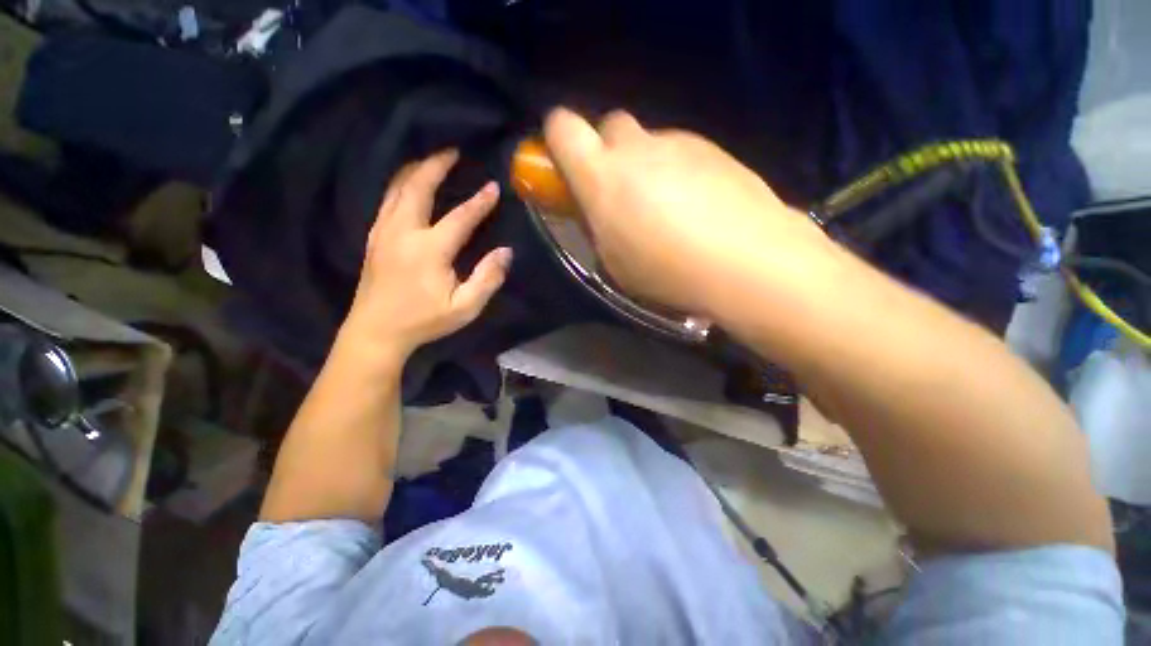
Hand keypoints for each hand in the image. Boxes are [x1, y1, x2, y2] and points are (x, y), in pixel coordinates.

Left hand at [341, 149, 511, 360]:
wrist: (376, 332)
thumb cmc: (424, 321)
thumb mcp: (465, 308)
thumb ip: (487, 278)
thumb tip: (505, 252)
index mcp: (429, 250)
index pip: (460, 217)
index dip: (479, 202)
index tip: (493, 186)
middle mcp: (403, 232)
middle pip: (417, 187)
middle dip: (435, 165)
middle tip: (452, 151)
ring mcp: (384, 232)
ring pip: (397, 188)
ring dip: (415, 170)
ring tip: (431, 160)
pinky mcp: (374, 238)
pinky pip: (386, 200)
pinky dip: (399, 184)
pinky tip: (407, 184)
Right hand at [543, 108, 835, 318]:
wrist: (747, 261)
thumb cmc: (667, 271)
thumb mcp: (614, 261)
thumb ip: (599, 226)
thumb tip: (600, 209)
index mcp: (602, 176)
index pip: (563, 127)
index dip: (558, 138)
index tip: (565, 162)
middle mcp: (638, 147)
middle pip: (610, 124)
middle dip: (607, 150)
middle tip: (621, 189)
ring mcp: (680, 143)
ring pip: (649, 140)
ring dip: (646, 164)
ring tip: (668, 208)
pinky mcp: (715, 148)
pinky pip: (683, 152)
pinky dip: (679, 171)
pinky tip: (698, 205)